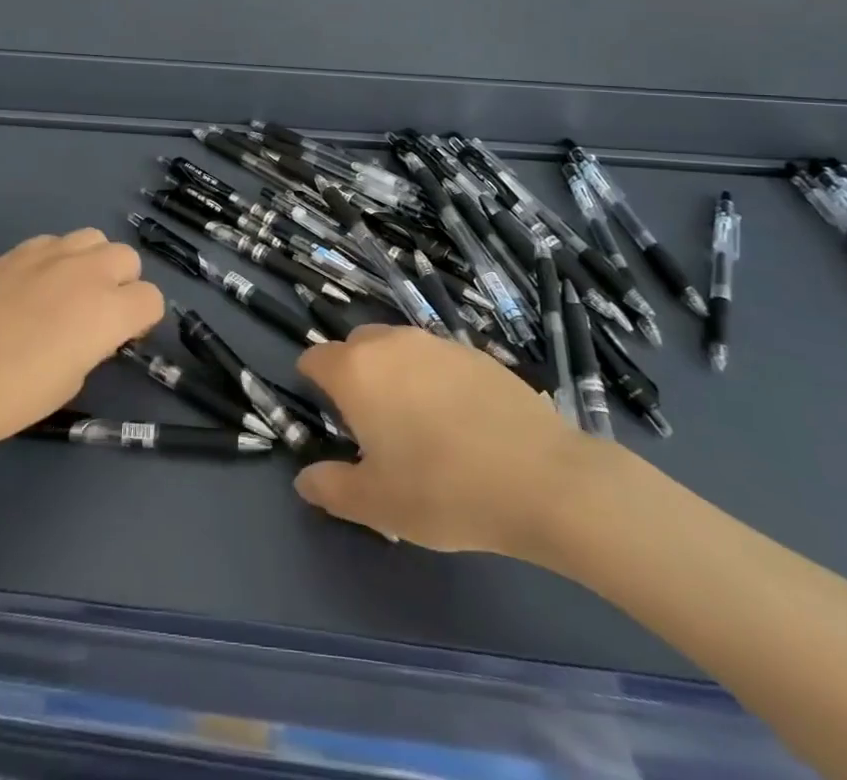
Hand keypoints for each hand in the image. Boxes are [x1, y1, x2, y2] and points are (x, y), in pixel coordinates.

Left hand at [0, 230, 163, 449]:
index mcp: (109, 310)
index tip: (122, 338)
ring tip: (69, 289)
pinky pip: (53, 242)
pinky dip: (55, 258)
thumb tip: (90, 332)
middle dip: (122, 283)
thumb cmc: (15, 396)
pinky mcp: (17, 252)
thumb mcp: (71, 380)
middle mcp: (88, 272)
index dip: (141, 320)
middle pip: (127, 258)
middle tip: (98, 312)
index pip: (151, 299)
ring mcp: (50, 255)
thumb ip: (93, 346)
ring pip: (93, 238)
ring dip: (92, 261)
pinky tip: (33, 284)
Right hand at [293, 326, 600, 565]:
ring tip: (416, 423)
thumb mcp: (377, 503)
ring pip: (397, 348)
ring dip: (393, 374)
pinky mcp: (475, 352)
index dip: (313, 383)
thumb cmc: (443, 490)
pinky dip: (433, 379)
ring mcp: (436, 343)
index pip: (315, 358)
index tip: (328, 416)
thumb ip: (330, 488)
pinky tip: (458, 421)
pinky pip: (436, 358)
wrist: (541, 478)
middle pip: (355, 346)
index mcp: (355, 371)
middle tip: (370, 424)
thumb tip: (305, 480)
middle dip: (353, 374)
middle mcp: (390, 343)